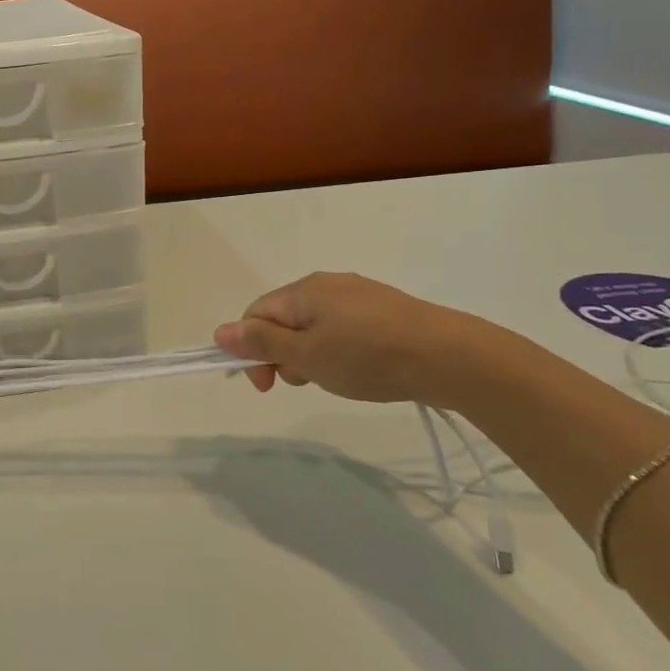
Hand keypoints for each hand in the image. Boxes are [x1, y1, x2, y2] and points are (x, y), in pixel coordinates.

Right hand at [213, 272, 484, 405]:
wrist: (450, 356)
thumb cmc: (367, 356)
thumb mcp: (306, 355)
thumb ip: (261, 344)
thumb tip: (220, 332)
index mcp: (302, 291)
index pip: (255, 315)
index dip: (250, 350)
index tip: (267, 386)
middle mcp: (327, 284)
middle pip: (284, 319)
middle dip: (282, 353)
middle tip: (305, 383)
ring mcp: (359, 295)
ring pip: (315, 325)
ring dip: (311, 354)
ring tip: (336, 379)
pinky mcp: (385, 310)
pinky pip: (344, 327)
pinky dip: (339, 349)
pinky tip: (361, 369)